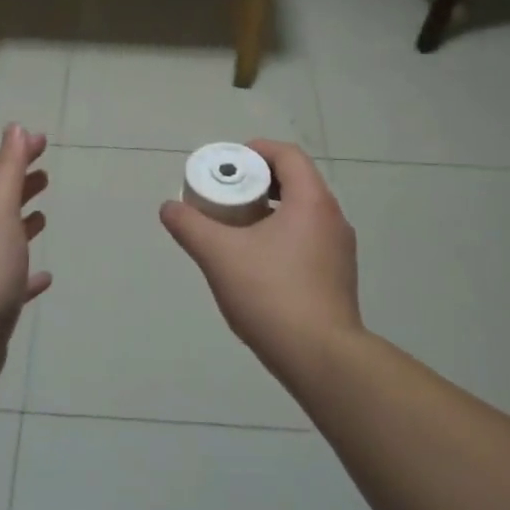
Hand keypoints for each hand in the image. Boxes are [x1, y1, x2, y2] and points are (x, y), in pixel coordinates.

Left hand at [0, 124, 52, 390]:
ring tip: (43, 217)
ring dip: (23, 224)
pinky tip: (44, 278)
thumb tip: (15, 128)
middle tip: (45, 173)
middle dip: (21, 186)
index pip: (0, 174)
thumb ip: (7, 170)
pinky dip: (29, 274)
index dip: (20, 154)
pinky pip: (15, 280)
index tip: (42, 140)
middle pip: (1, 204)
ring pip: (7, 240)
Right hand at [158, 140, 362, 377]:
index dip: (257, 151)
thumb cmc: (271, 294)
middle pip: (296, 182)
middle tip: (227, 194)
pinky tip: (258, 262)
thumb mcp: (219, 255)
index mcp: (311, 202)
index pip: (288, 155)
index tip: (229, 164)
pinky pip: (309, 239)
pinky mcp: (339, 277)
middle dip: (259, 182)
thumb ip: (190, 226)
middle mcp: (333, 218)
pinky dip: (283, 235)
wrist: (320, 357)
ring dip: (271, 210)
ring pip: (303, 213)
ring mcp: (340, 250)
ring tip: (237, 228)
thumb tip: (169, 208)